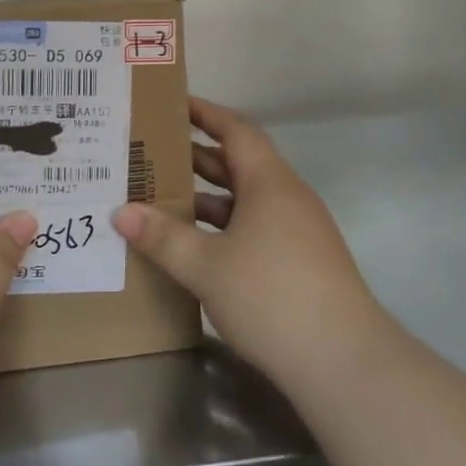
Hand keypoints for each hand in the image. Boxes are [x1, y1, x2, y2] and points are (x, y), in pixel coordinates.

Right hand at [114, 97, 393, 394]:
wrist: (343, 361)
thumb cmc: (271, 296)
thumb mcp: (206, 266)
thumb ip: (163, 237)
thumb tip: (122, 213)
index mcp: (269, 181)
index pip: (235, 129)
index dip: (205, 113)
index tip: (173, 104)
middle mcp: (287, 196)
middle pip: (239, 163)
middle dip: (197, 156)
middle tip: (153, 153)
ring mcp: (299, 229)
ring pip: (247, 199)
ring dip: (209, 196)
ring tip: (164, 198)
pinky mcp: (303, 260)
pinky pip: (257, 226)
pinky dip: (226, 226)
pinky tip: (199, 247)